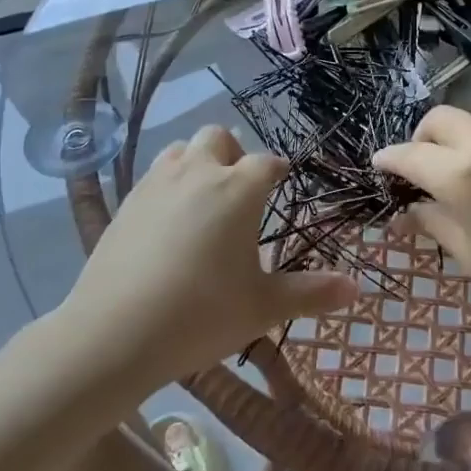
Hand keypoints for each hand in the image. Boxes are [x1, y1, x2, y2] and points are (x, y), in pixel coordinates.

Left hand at [65, 125, 357, 386]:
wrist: (114, 333)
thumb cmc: (201, 314)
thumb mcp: (263, 307)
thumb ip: (311, 293)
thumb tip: (356, 288)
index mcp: (238, 189)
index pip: (267, 163)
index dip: (277, 170)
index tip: (282, 181)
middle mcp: (199, 172)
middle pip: (218, 138)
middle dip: (233, 154)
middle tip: (239, 190)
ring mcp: (158, 183)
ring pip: (181, 150)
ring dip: (197, 162)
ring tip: (203, 199)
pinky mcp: (127, 201)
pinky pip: (154, 175)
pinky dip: (168, 184)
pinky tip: (167, 221)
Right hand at [373, 107, 470, 357]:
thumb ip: (434, 223)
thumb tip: (403, 214)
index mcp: (464, 173)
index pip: (411, 154)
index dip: (389, 160)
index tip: (377, 168)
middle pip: (438, 120)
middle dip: (420, 140)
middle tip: (417, 175)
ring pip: (469, 120)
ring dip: (449, 140)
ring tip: (450, 177)